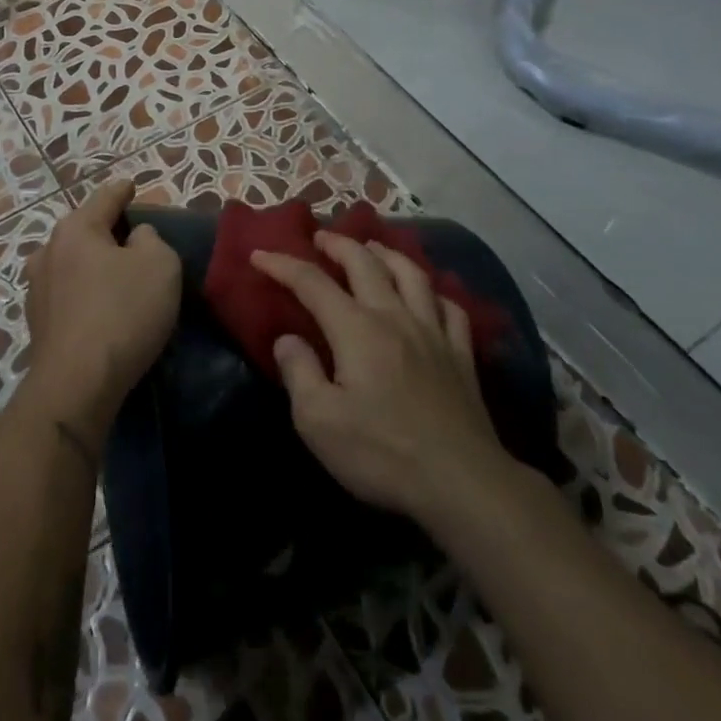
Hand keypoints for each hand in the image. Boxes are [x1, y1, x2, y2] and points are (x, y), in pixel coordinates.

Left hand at [23, 179, 181, 433]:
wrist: (77, 383)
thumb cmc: (123, 312)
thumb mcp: (159, 264)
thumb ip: (151, 239)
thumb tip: (135, 238)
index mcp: (76, 229)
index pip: (104, 198)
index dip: (122, 190)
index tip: (131, 185)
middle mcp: (48, 251)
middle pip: (83, 230)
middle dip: (106, 230)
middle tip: (133, 236)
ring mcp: (37, 288)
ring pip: (72, 263)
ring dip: (93, 264)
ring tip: (117, 274)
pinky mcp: (37, 323)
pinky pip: (68, 293)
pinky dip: (85, 292)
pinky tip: (100, 307)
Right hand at [252, 233, 517, 526]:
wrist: (461, 483)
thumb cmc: (382, 453)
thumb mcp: (319, 421)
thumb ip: (299, 373)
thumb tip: (288, 339)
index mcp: (356, 329)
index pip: (312, 283)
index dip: (283, 265)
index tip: (259, 255)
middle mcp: (395, 317)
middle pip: (365, 263)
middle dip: (338, 245)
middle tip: (320, 237)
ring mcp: (433, 333)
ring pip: (412, 274)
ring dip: (387, 254)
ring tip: (372, 248)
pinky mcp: (461, 355)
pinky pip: (450, 308)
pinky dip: (434, 292)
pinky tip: (428, 296)